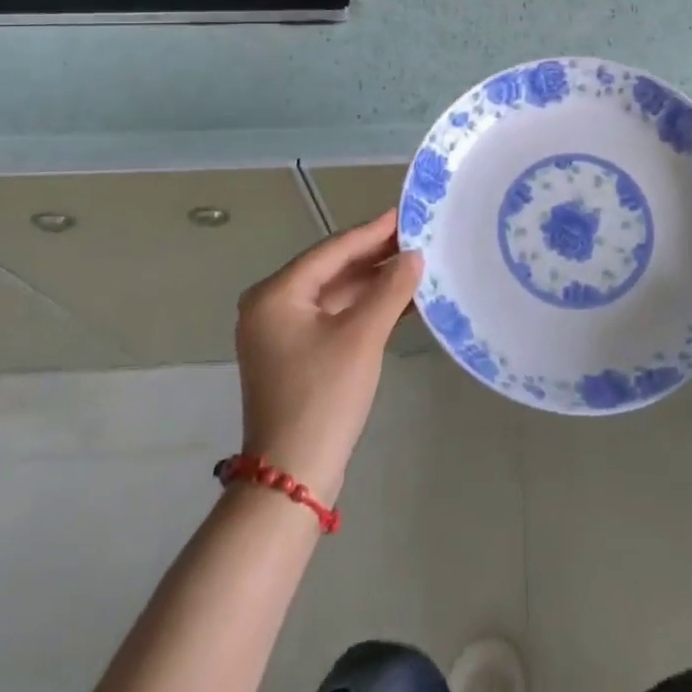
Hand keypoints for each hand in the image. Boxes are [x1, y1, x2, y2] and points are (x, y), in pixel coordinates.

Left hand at [234, 209, 421, 506]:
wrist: (293, 477)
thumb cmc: (323, 396)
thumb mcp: (362, 336)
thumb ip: (390, 289)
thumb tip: (414, 255)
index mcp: (276, 294)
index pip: (332, 250)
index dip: (372, 232)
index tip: (407, 214)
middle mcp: (273, 306)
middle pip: (333, 269)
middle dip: (376, 256)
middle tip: (419, 238)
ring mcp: (283, 333)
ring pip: (337, 294)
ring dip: (375, 283)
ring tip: (417, 265)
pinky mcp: (298, 355)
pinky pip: (336, 317)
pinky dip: (366, 308)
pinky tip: (402, 301)